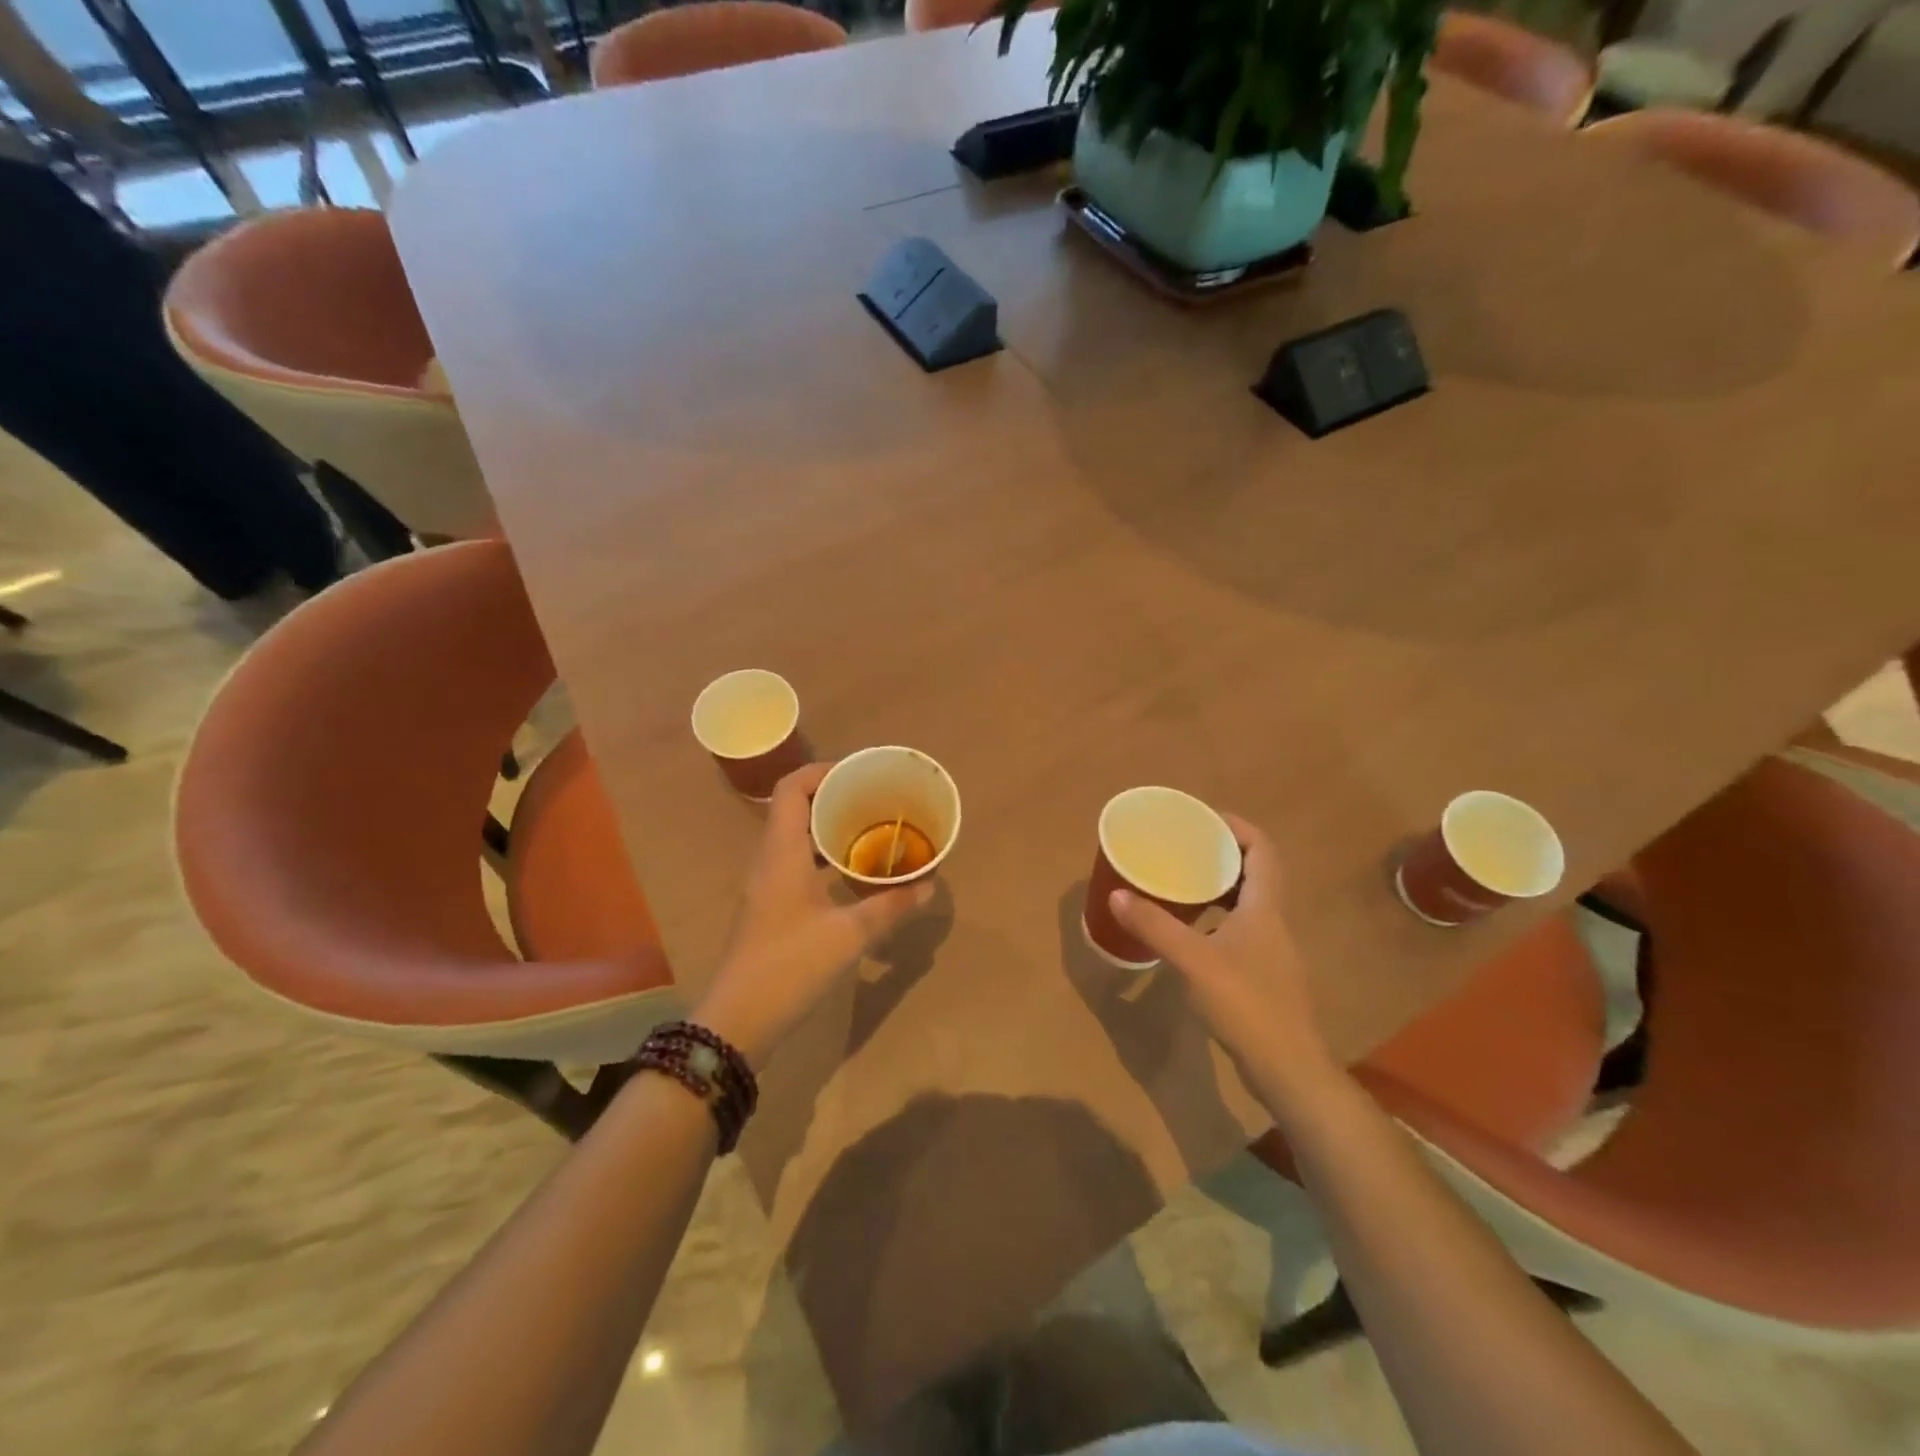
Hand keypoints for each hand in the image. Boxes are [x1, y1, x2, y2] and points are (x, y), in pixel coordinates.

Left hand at [695, 762, 933, 1068]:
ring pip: (796, 838)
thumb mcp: (849, 936)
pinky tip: (852, 874)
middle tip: (875, 801)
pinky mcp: (770, 908)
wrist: (737, 1022)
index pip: (791, 788)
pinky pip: (796, 864)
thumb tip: (928, 886)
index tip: (860, 774)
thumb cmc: (789, 967)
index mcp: (781, 853)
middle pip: (795, 808)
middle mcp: (769, 860)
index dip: (823, 771)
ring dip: (829, 829)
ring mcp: (766, 885)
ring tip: (870, 831)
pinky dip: (823, 858)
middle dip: (834, 797)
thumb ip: (890, 906)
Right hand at [1109, 816, 1340, 1104]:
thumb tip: (1116, 894)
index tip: (1204, 818)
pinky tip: (1190, 932)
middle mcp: (1273, 922)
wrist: (1287, 1068)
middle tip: (1185, 848)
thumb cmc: (1246, 1004)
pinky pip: (1240, 930)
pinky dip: (1216, 919)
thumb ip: (1155, 926)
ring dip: (1219, 887)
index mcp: (1265, 908)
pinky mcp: (1263, 976)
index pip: (1263, 850)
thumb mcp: (1194, 960)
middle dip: (1222, 854)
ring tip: (1182, 882)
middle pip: (1255, 873)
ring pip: (1247, 904)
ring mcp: (1271, 951)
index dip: (1238, 827)